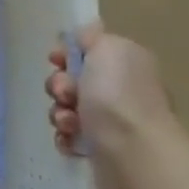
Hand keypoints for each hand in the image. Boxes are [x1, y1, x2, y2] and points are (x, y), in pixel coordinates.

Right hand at [45, 23, 179, 188]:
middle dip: (59, 85)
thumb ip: (91, 37)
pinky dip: (64, 136)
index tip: (56, 60)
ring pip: (66, 109)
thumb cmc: (118, 95)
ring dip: (59, 112)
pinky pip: (69, 136)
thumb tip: (85, 35)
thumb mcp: (107, 48)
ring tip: (70, 123)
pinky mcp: (100, 150)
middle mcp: (120, 92)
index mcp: (126, 65)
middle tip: (65, 94)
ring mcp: (111, 123)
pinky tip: (71, 138)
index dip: (66, 55)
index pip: (88, 53)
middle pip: (72, 81)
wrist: (132, 152)